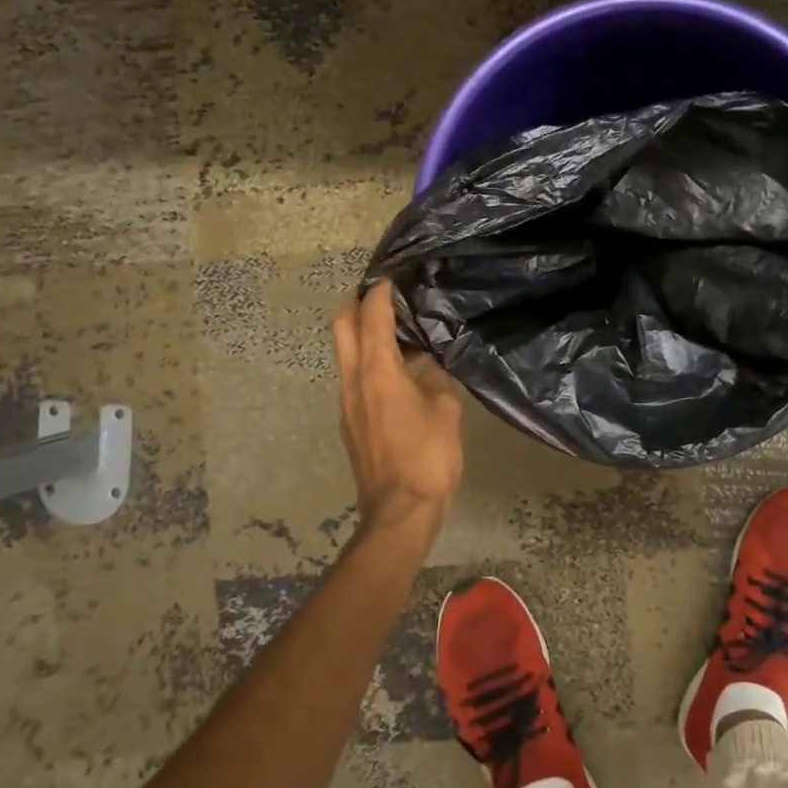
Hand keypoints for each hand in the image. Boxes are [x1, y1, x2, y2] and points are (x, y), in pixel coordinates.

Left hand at [332, 282, 463, 536]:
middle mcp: (353, 381)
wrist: (400, 511)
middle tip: (382, 294)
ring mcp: (347, 403)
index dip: (381, 292)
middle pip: (342, 327)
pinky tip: (397, 369)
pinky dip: (368, 359)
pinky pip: (354, 376)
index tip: (393, 276)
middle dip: (356, 303)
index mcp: (378, 372)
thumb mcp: (445, 410)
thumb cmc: (428, 456)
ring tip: (395, 328)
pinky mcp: (351, 422)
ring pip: (345, 353)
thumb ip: (436, 380)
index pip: (372, 317)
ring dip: (361, 333)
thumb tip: (428, 365)